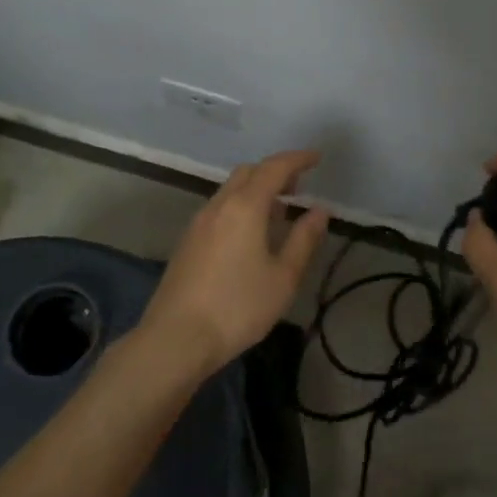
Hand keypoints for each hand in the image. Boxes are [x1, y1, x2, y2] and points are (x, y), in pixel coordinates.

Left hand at [137, 149, 331, 379]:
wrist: (176, 338)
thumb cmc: (238, 307)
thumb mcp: (283, 277)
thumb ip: (304, 239)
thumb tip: (320, 211)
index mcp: (245, 206)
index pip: (274, 168)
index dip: (297, 159)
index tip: (316, 158)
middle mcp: (219, 205)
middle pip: (248, 172)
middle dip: (275, 171)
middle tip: (298, 186)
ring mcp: (199, 222)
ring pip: (231, 189)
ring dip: (256, 189)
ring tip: (278, 210)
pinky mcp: (188, 241)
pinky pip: (220, 207)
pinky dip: (241, 205)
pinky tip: (250, 233)